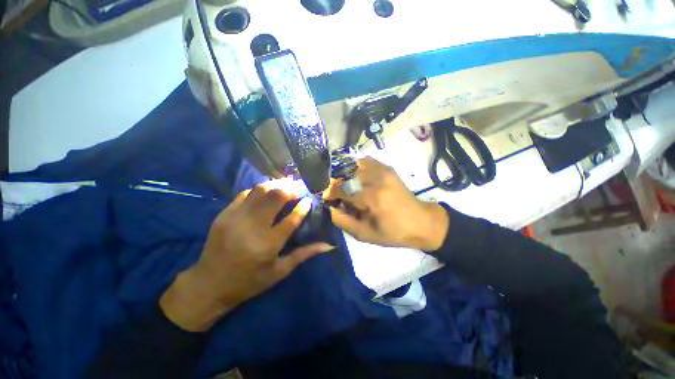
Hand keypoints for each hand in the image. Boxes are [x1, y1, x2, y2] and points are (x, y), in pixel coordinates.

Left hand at [160, 185, 333, 331]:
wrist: (208, 285)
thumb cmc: (249, 282)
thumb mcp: (279, 272)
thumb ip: (304, 254)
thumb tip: (328, 245)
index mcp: (268, 245)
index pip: (291, 219)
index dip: (303, 207)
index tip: (309, 200)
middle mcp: (252, 228)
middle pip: (275, 198)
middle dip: (292, 189)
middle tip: (300, 188)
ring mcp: (235, 218)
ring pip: (260, 190)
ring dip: (277, 185)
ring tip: (287, 185)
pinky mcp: (224, 214)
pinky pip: (245, 194)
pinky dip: (260, 189)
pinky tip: (268, 191)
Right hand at [325, 157, 448, 251]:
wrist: (421, 222)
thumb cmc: (393, 232)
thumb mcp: (365, 234)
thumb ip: (343, 221)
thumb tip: (329, 208)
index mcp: (372, 197)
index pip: (341, 188)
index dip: (330, 193)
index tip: (327, 199)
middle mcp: (377, 178)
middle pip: (345, 174)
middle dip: (336, 184)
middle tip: (337, 195)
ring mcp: (383, 169)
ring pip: (353, 165)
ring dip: (345, 175)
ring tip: (345, 187)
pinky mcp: (387, 167)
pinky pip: (364, 161)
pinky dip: (355, 168)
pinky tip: (355, 178)